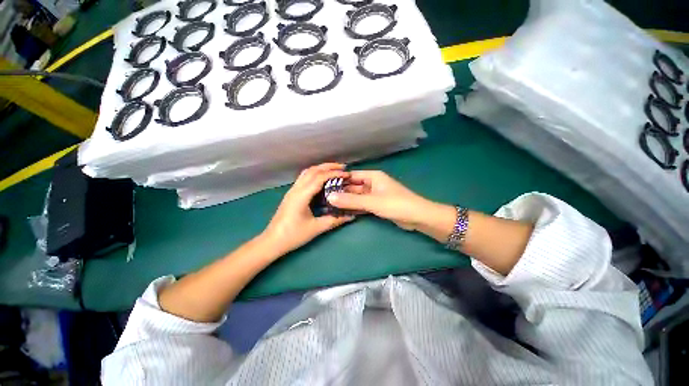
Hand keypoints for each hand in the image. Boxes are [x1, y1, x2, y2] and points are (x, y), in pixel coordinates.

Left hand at [262, 163, 354, 254]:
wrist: (272, 241)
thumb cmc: (293, 235)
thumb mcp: (316, 228)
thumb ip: (334, 220)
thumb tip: (351, 216)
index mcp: (302, 195)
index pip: (319, 177)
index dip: (334, 173)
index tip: (346, 174)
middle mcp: (296, 189)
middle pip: (312, 170)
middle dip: (328, 166)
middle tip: (342, 167)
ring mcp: (292, 191)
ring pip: (307, 172)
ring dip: (320, 168)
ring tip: (334, 170)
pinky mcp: (291, 194)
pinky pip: (304, 178)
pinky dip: (315, 174)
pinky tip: (322, 180)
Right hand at [326, 170, 436, 230]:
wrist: (417, 217)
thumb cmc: (395, 204)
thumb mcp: (371, 202)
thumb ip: (351, 200)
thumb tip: (329, 197)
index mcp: (373, 176)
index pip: (352, 175)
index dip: (339, 180)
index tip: (324, 186)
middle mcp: (373, 183)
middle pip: (354, 186)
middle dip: (341, 192)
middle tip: (325, 198)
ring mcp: (375, 195)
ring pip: (358, 196)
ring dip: (347, 200)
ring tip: (331, 205)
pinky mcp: (378, 205)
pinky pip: (363, 204)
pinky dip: (355, 207)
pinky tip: (344, 211)